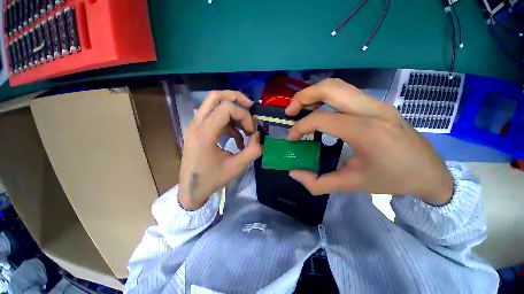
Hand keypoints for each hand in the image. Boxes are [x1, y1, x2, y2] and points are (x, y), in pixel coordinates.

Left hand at [179, 91, 261, 209]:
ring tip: (245, 129)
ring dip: (233, 113)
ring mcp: (194, 126)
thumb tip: (258, 136)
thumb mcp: (236, 167)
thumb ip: (252, 150)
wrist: (191, 190)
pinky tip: (237, 138)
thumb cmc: (212, 180)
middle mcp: (196, 125)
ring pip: (213, 104)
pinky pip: (214, 117)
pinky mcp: (197, 130)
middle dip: (236, 98)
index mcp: (205, 134)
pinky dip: (228, 122)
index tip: (251, 131)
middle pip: (215, 96)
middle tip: (250, 106)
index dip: (244, 115)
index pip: (226, 108)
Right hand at [286, 79, 452, 205]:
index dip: (300, 128)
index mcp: (367, 131)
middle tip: (290, 112)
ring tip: (301, 109)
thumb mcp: (352, 184)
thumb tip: (294, 174)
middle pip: (329, 88)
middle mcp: (372, 110)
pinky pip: (345, 92)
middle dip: (302, 97)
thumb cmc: (393, 179)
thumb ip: (318, 182)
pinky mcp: (377, 104)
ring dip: (314, 94)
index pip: (321, 119)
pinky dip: (325, 97)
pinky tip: (320, 110)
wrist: (430, 172)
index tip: (292, 139)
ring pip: (337, 85)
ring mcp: (376, 103)